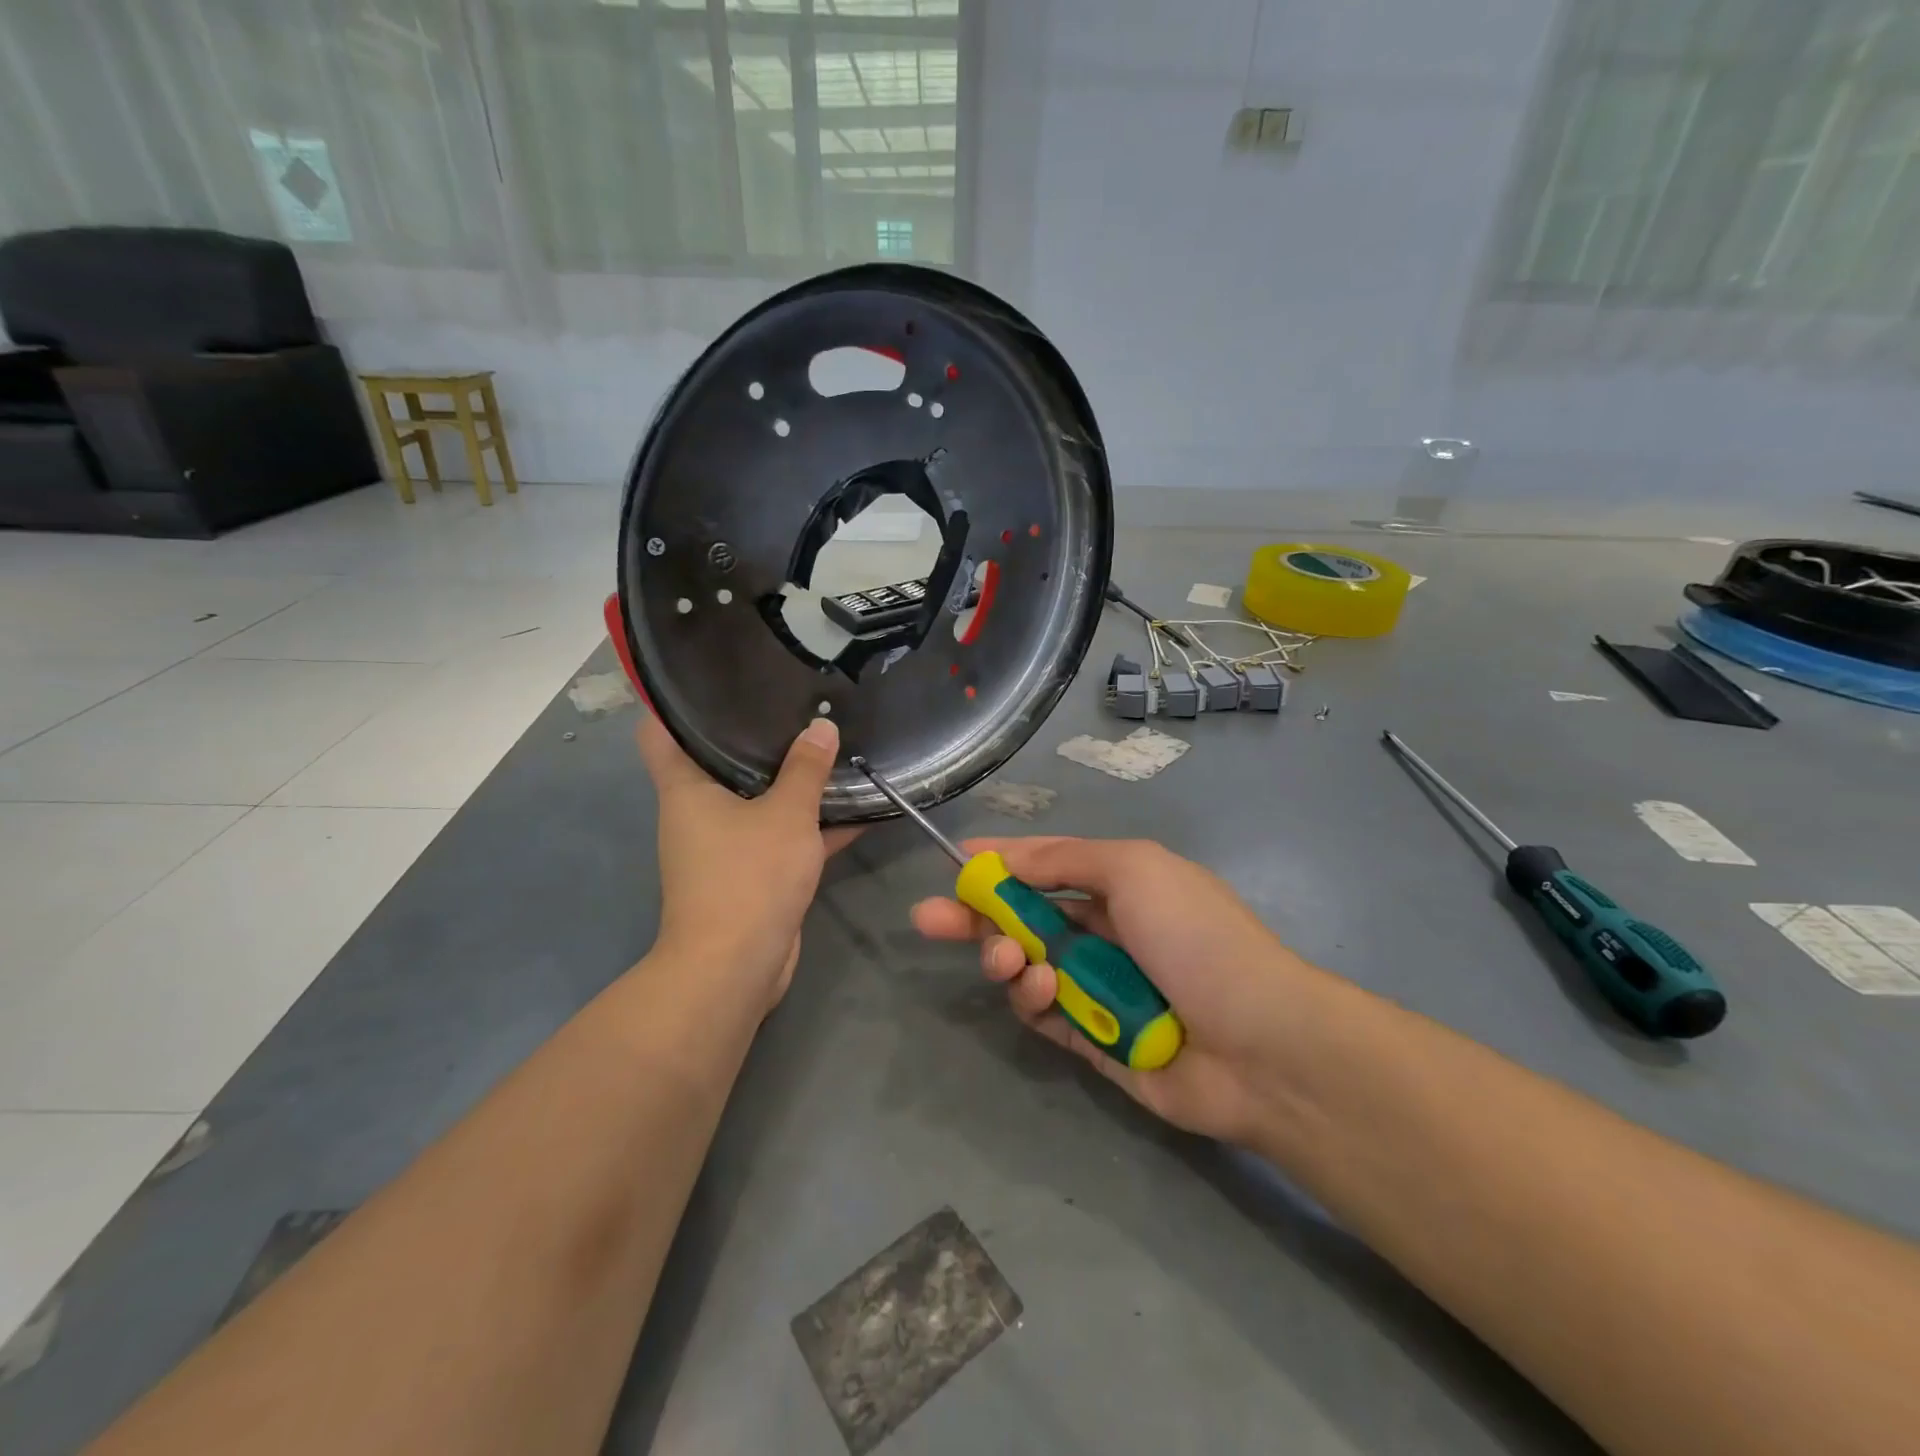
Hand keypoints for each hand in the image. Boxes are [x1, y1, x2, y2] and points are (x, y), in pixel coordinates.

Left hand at [637, 711, 856, 1008]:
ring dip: (791, 782)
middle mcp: (699, 813)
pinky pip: (784, 836)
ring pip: (760, 801)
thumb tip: (821, 726)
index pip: (660, 733)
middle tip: (793, 701)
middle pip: (720, 762)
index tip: (710, 678)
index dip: (676, 704)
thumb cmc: (748, 876)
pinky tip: (858, 807)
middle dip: (755, 736)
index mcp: (685, 789)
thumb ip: (806, 769)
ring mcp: (727, 846)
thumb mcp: (785, 814)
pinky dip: (814, 825)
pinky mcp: (755, 874)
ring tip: (830, 743)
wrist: (738, 967)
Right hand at [911, 837, 1322, 1146]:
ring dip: (1008, 959)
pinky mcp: (1094, 1041)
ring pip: (1028, 967)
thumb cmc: (1193, 937)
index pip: (1045, 865)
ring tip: (1011, 963)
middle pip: (1024, 918)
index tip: (952, 862)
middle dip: (977, 915)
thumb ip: (1063, 860)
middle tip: (927, 919)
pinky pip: (1045, 1016)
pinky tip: (1044, 992)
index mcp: (1120, 884)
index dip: (1000, 862)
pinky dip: (1034, 1001)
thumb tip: (1005, 856)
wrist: (1258, 1044)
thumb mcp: (1132, 868)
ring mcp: (1099, 988)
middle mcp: (1106, 932)